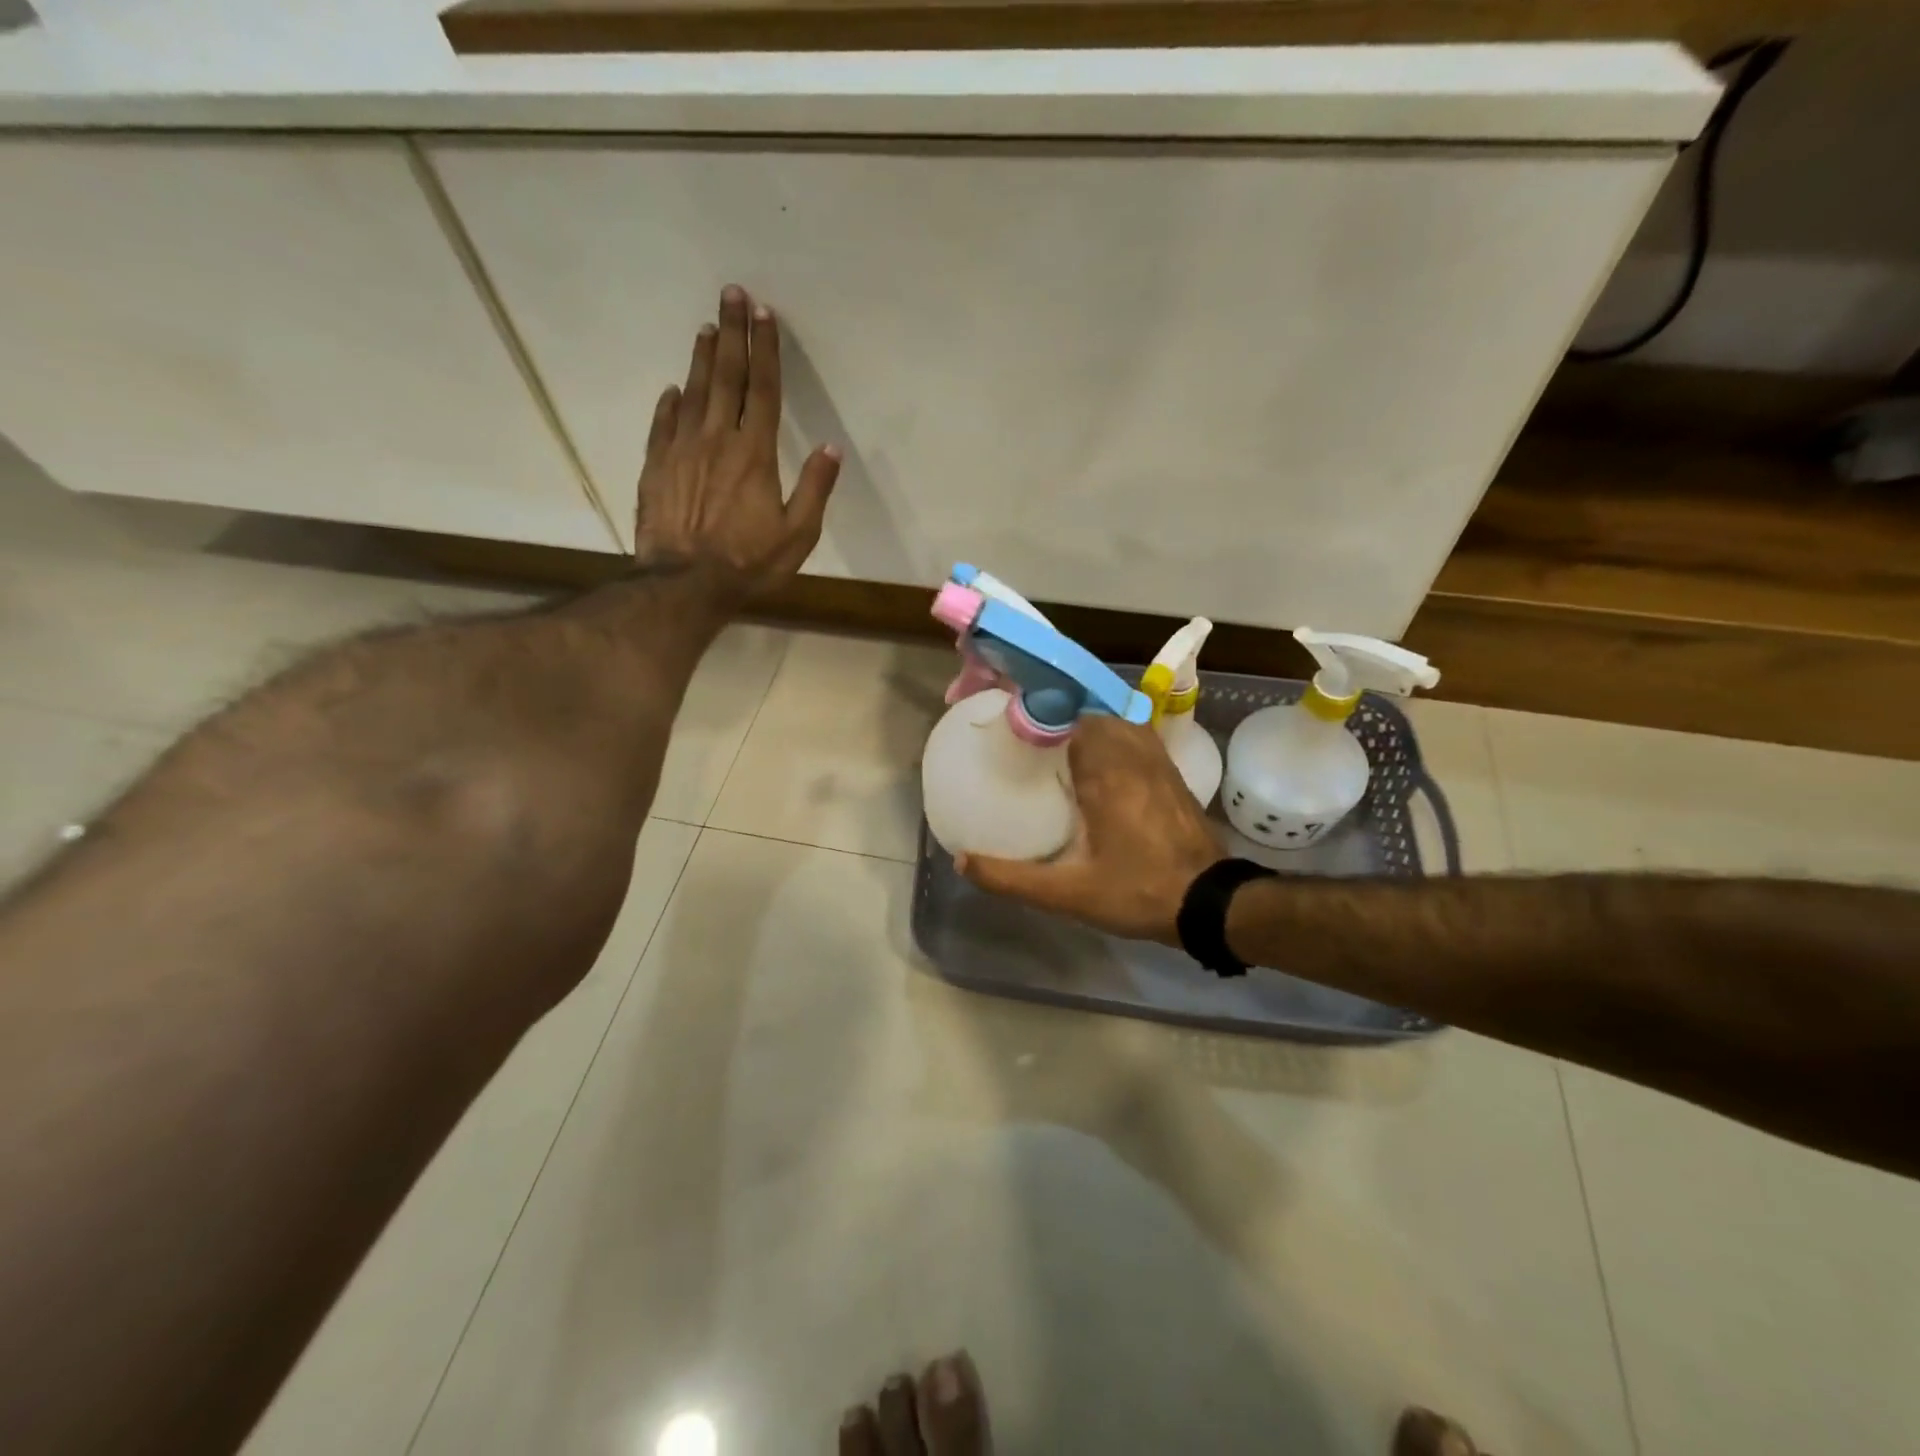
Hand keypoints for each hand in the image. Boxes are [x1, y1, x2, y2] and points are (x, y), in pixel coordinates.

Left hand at [635, 285, 840, 596]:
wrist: (686, 584)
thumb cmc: (749, 562)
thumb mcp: (798, 534)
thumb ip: (815, 488)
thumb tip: (831, 448)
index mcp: (755, 453)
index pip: (762, 389)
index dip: (765, 350)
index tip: (765, 314)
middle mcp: (717, 439)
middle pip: (726, 377)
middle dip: (732, 333)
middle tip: (732, 295)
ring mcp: (681, 450)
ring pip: (692, 392)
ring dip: (702, 359)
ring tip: (707, 328)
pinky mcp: (656, 467)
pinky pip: (663, 424)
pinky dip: (669, 403)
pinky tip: (673, 389)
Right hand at [956, 715, 1227, 943]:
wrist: (1211, 903)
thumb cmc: (1137, 892)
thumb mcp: (1068, 893)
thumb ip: (1012, 878)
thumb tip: (960, 861)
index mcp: (1105, 772)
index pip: (1067, 716)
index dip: (1036, 709)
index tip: (1007, 717)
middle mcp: (1132, 754)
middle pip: (1089, 712)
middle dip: (1057, 716)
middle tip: (1025, 734)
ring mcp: (1156, 760)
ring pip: (1115, 721)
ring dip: (1086, 725)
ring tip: (1055, 744)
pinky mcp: (1170, 772)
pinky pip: (1135, 736)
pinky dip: (1111, 737)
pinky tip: (1095, 763)